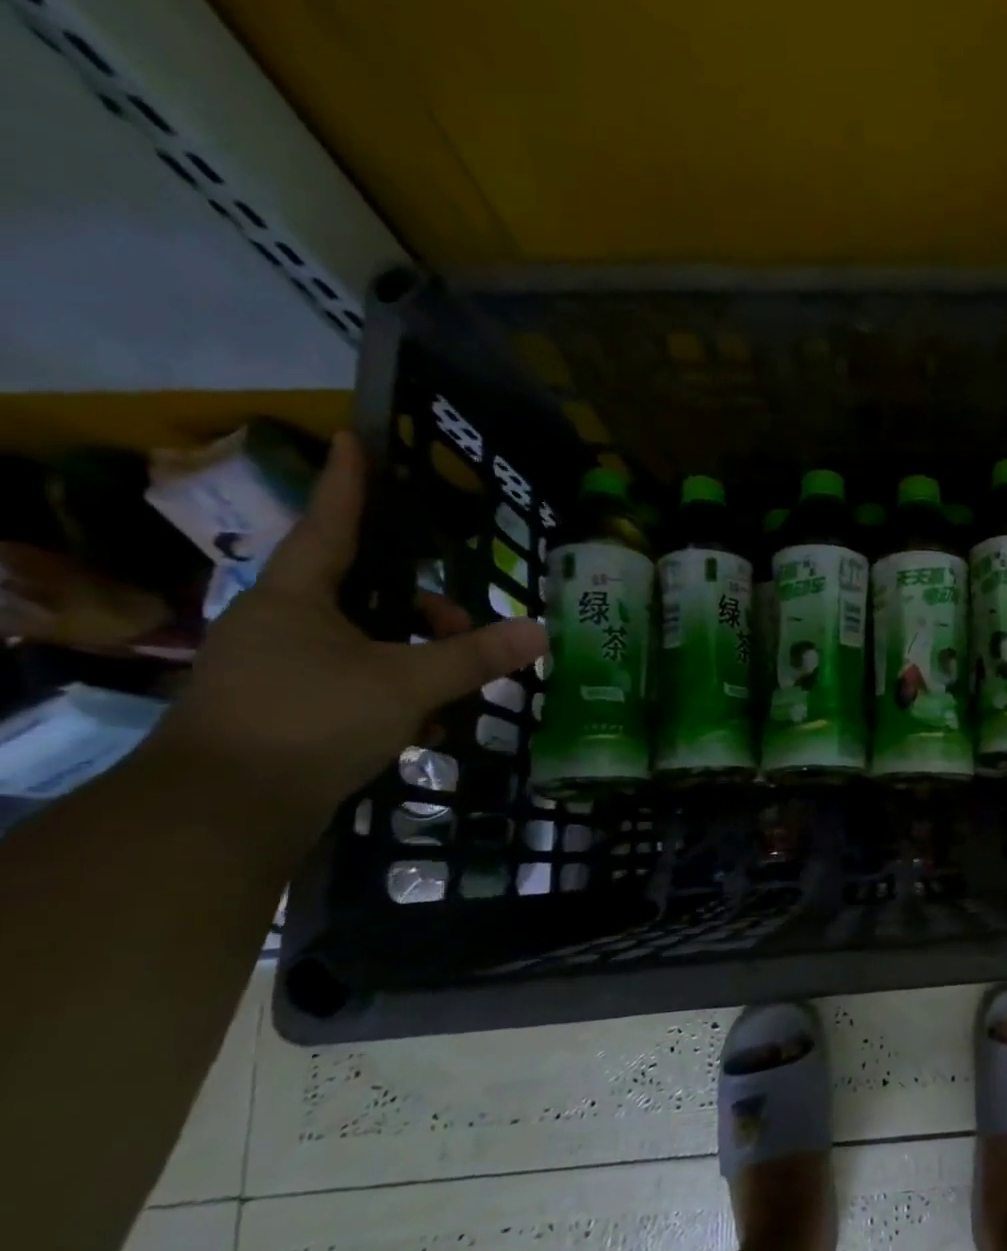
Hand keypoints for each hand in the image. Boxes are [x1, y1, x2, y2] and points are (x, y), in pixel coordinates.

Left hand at [152, 431, 547, 832]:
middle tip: (464, 626)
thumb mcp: (407, 683)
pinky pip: (351, 680)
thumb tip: (540, 631)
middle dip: (419, 604)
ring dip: (412, 654)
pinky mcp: (281, 709)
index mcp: (295, 597)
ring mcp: (275, 668)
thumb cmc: (311, 721)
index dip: (348, 484)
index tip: (352, 439)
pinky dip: (392, 691)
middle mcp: (278, 622)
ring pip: (360, 641)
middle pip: (360, 591)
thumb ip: (474, 656)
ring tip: (457, 685)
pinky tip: (427, 723)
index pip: (330, 525)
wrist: (222, 812)